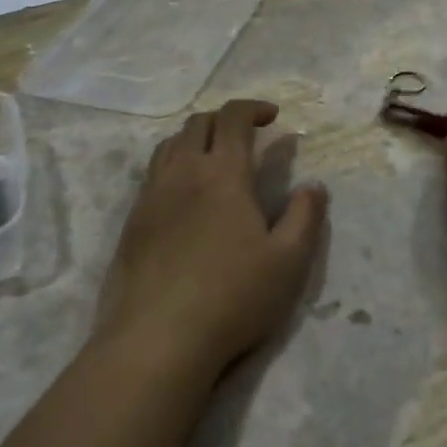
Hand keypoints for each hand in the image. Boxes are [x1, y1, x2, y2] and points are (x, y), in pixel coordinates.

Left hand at [96, 99, 327, 382]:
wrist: (156, 338)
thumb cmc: (231, 297)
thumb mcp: (288, 262)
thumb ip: (306, 217)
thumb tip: (314, 186)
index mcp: (222, 174)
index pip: (233, 118)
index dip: (253, 108)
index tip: (272, 116)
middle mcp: (182, 173)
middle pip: (198, 123)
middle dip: (224, 118)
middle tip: (246, 135)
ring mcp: (151, 196)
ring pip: (169, 145)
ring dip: (195, 138)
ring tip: (213, 157)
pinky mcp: (132, 221)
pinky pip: (152, 173)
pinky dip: (173, 164)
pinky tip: (183, 193)